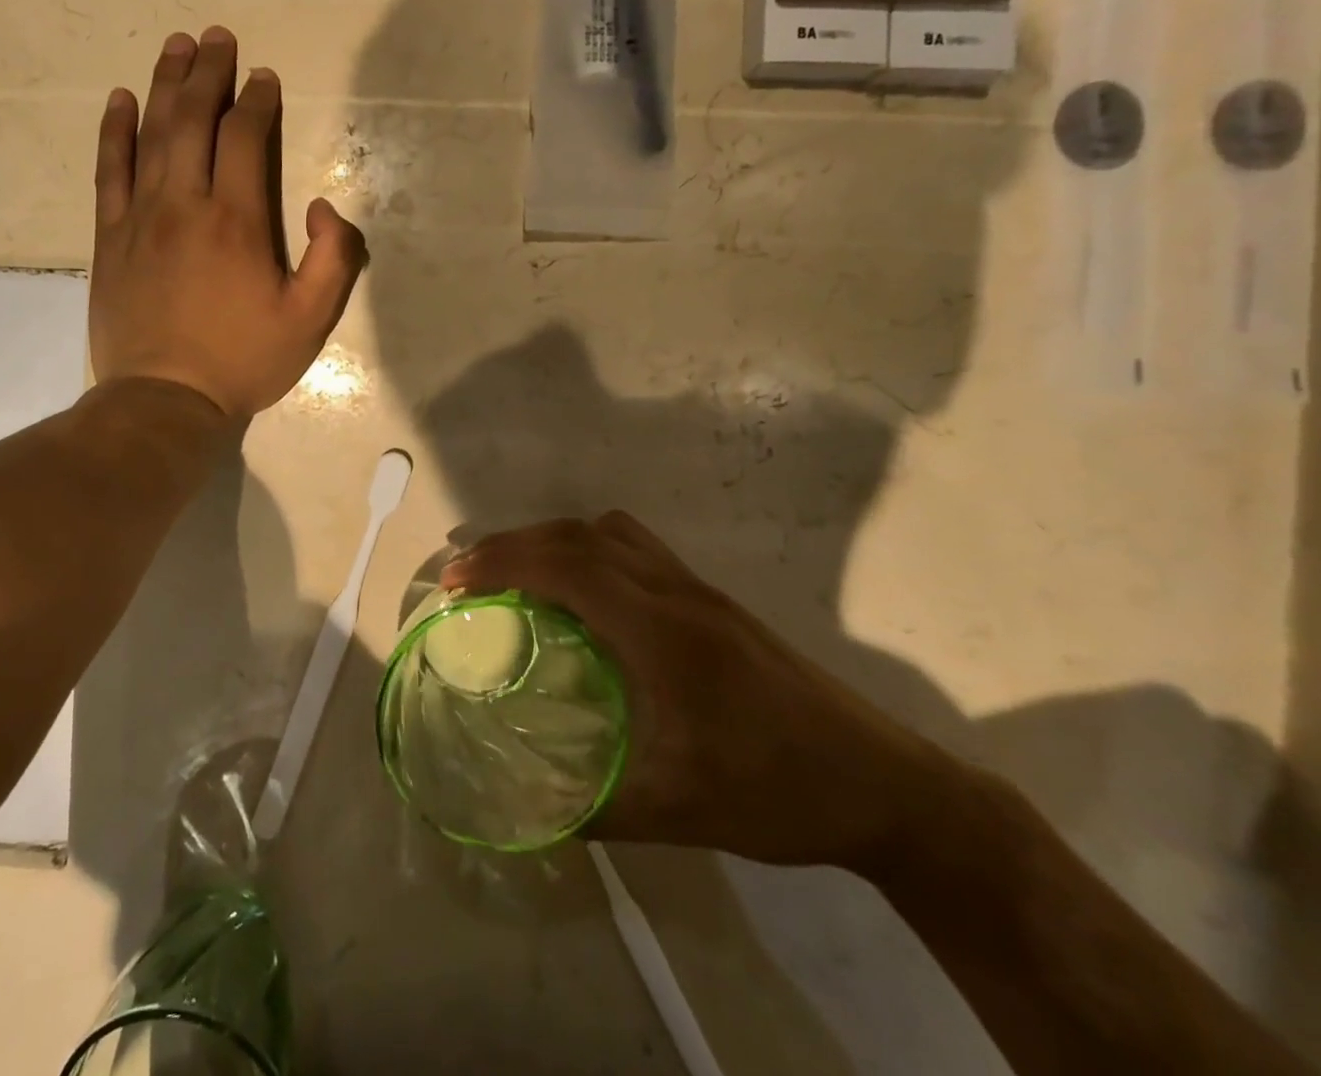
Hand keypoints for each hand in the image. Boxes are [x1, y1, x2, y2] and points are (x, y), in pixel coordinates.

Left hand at [90, 28, 367, 418]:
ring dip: (165, 85)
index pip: (245, 138)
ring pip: (151, 135)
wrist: (165, 400)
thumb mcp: (310, 320)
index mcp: (237, 221)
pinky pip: (110, 171)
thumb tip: (320, 205)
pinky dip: (115, 131)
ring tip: (176, 47)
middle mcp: (185, 204)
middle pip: (194, 121)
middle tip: (216, 37)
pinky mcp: (110, 237)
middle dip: (208, 74)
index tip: (263, 78)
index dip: (256, 101)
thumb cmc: (243, 360)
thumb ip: (333, 258)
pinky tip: (120, 100)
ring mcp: (140, 217)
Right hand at [442, 512, 959, 871]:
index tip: (456, 579)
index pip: (569, 566)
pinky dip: (589, 549)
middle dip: (514, 544)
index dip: (504, 561)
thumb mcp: (680, 810)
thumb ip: (596, 810)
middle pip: (579, 536)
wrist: (888, 785)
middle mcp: (676, 591)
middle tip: (469, 574)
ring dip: (553, 540)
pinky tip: (582, 593)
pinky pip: (635, 547)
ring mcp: (698, 588)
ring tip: (517, 573)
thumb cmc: (779, 792)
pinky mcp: (713, 598)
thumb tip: (526, 813)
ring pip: (609, 532)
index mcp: (663, 631)